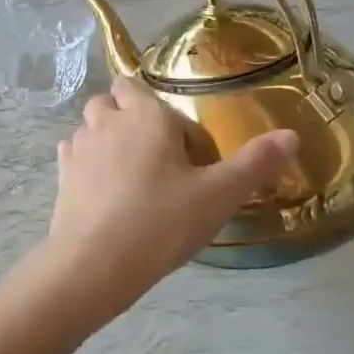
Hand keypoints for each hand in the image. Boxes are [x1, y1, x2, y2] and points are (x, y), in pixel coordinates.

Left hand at [44, 77, 298, 321]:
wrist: (95, 265)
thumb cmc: (161, 223)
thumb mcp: (219, 196)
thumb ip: (255, 163)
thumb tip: (292, 135)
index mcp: (146, 116)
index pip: (144, 88)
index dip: (166, 116)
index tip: (186, 155)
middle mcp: (108, 121)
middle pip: (112, 100)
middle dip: (130, 116)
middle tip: (157, 158)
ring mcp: (79, 147)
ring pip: (90, 125)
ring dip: (107, 139)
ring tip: (131, 178)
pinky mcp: (62, 176)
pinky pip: (74, 154)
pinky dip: (88, 163)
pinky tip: (105, 193)